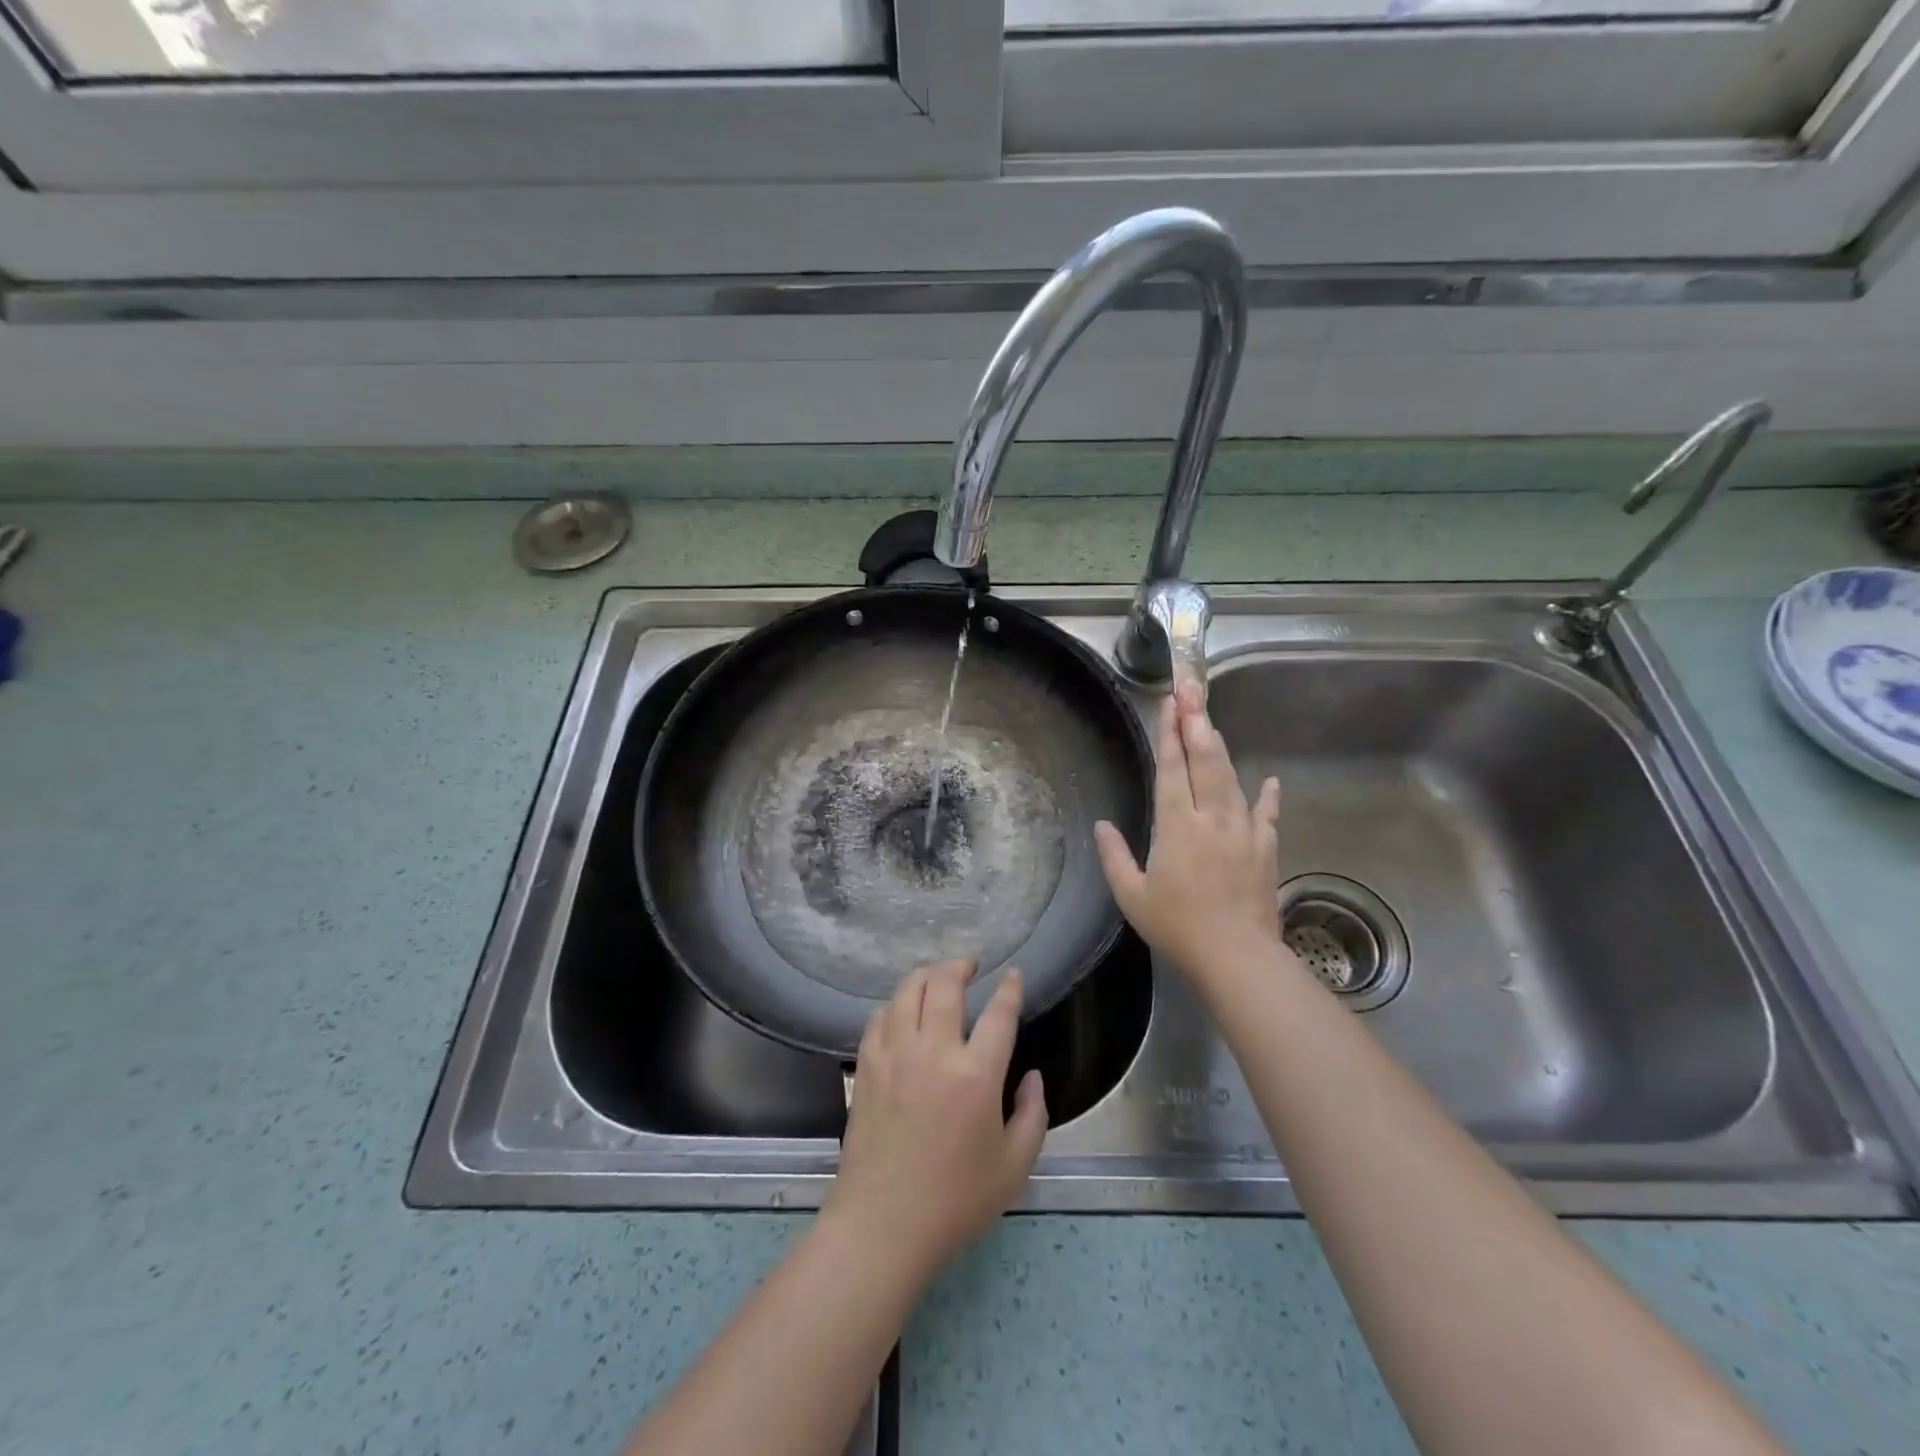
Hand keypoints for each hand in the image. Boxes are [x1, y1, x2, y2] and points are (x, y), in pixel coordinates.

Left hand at [824, 959, 1047, 1283]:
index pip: (998, 1014)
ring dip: (925, 975)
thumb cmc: (955, 1201)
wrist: (882, 1226)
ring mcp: (895, 1055)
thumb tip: (1032, 1076)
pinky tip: (901, 1011)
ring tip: (936, 977)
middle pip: (945, 985)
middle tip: (970, 965)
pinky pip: (879, 1017)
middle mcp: (934, 1051)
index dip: (1009, 989)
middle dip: (960, 966)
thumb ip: (1033, 1115)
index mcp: (976, 1075)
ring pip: (907, 992)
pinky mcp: (867, 1067)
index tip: (1013, 976)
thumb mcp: (1014, 1167)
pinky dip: (894, 1005)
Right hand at [1095, 680, 1286, 983]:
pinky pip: (1267, 814)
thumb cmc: (1177, 926)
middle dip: (1197, 721)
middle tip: (1193, 688)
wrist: (1237, 956)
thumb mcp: (1132, 896)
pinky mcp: (1265, 848)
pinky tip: (1270, 779)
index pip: (1172, 769)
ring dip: (1220, 746)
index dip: (1170, 733)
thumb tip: (1101, 825)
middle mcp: (1211, 818)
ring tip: (1211, 720)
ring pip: (1231, 778)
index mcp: (1176, 826)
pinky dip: (1268, 796)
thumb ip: (1114, 856)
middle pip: (1205, 760)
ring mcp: (1243, 830)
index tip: (1170, 702)